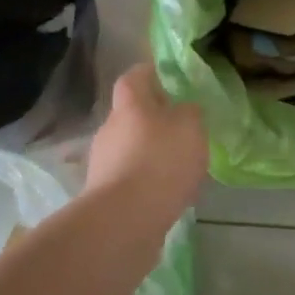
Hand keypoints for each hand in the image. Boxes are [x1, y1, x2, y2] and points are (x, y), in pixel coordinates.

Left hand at [85, 65, 209, 213]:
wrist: (124, 220)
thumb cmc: (160, 161)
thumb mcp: (191, 127)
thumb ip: (191, 112)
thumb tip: (185, 110)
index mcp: (130, 104)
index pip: (135, 76)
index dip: (150, 73)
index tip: (168, 77)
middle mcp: (110, 128)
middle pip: (132, 114)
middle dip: (155, 118)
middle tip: (182, 127)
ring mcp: (104, 162)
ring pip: (131, 147)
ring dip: (152, 152)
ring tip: (180, 166)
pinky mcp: (105, 194)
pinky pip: (131, 177)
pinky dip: (148, 180)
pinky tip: (169, 193)